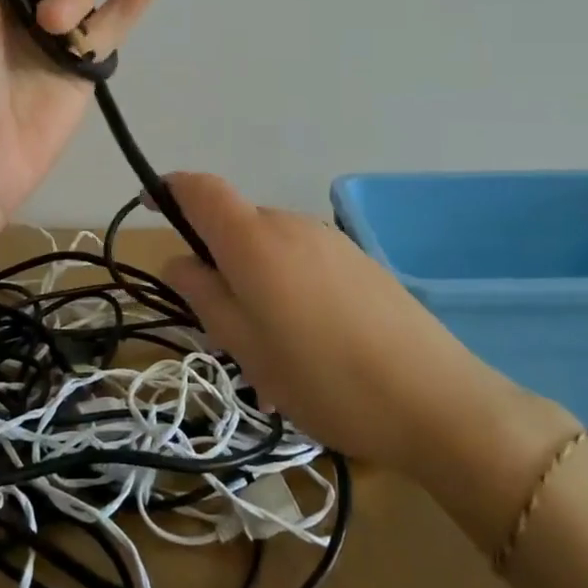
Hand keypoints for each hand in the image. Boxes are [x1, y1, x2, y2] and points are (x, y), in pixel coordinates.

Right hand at [160, 173, 566, 487]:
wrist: (435, 399)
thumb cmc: (323, 378)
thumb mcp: (246, 347)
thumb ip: (204, 295)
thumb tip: (178, 261)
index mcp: (253, 240)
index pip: (200, 189)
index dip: (170, 190)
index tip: (152, 208)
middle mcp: (289, 224)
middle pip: (235, 222)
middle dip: (214, 255)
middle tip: (217, 320)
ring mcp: (328, 239)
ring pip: (268, 244)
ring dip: (252, 274)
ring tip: (267, 342)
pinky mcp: (356, 258)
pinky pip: (301, 257)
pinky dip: (285, 281)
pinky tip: (307, 338)